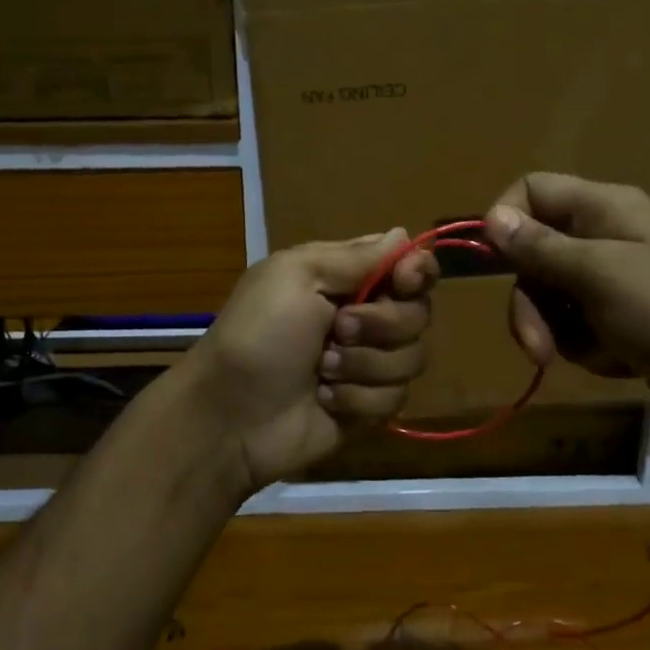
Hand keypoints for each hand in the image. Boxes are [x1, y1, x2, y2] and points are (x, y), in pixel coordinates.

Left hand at [185, 231, 437, 492]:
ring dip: (364, 365)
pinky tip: (325, 400)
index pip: (408, 266)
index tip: (405, 282)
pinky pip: (395, 398)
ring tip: (322, 371)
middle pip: (419, 313)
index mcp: (346, 278)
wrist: (231, 415)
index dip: (418, 272)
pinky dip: (357, 399)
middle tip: (337, 329)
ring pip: (412, 358)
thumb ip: (356, 256)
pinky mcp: (368, 406)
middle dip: (381, 325)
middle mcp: (364, 317)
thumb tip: (404, 234)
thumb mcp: (297, 276)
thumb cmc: (258, 334)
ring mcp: (368, 364)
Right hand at [482, 172, 649, 411]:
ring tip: (591, 356)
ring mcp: (613, 278)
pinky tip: (615, 360)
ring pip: (551, 295)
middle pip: (534, 253)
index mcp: (603, 207)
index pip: (533, 190)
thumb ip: (540, 247)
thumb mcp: (598, 274)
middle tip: (537, 347)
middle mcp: (604, 235)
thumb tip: (491, 217)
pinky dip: (586, 345)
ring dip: (557, 331)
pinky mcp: (620, 317)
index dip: (506, 220)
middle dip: (530, 303)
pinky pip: (576, 324)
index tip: (494, 263)